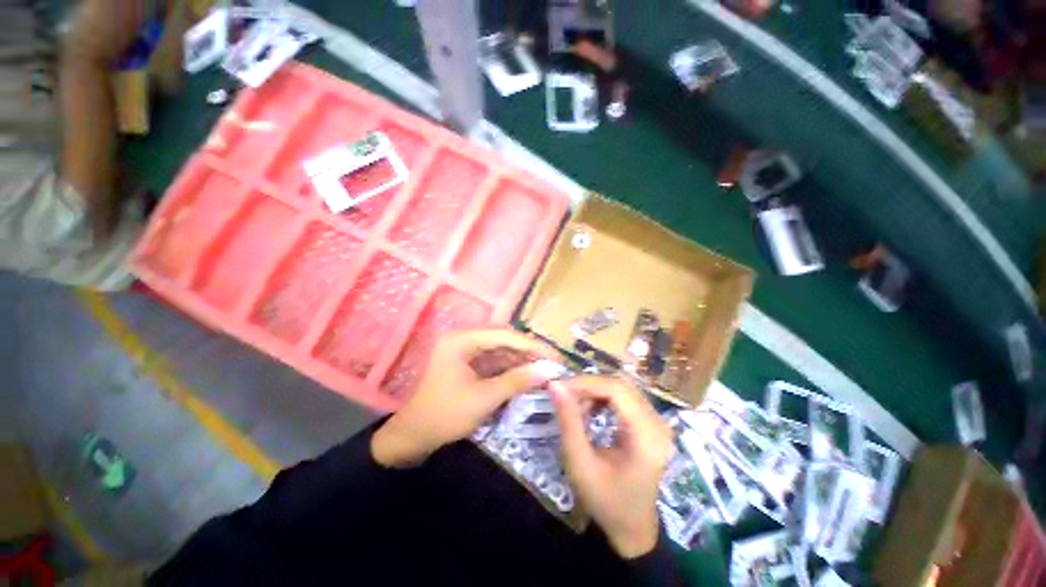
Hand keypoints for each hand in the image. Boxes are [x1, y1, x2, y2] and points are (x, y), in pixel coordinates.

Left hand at [372, 329, 559, 467]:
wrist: (413, 438)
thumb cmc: (444, 416)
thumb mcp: (484, 398)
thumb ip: (517, 380)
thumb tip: (549, 370)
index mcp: (462, 339)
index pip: (505, 335)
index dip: (533, 345)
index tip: (556, 356)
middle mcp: (464, 338)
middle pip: (504, 339)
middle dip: (529, 351)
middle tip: (553, 363)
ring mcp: (466, 351)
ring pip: (501, 350)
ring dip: (522, 360)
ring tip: (546, 369)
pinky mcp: (469, 364)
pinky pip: (495, 361)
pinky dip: (511, 368)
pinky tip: (528, 375)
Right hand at [549, 376, 671, 558]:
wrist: (632, 528)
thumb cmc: (606, 501)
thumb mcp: (580, 464)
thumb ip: (568, 421)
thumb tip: (555, 385)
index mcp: (647, 435)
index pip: (617, 390)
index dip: (586, 383)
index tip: (558, 387)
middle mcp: (658, 422)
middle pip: (620, 385)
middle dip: (588, 386)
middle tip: (563, 395)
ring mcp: (657, 421)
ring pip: (621, 387)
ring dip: (594, 392)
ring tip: (575, 407)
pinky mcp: (650, 422)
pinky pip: (624, 397)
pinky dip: (602, 398)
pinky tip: (590, 412)